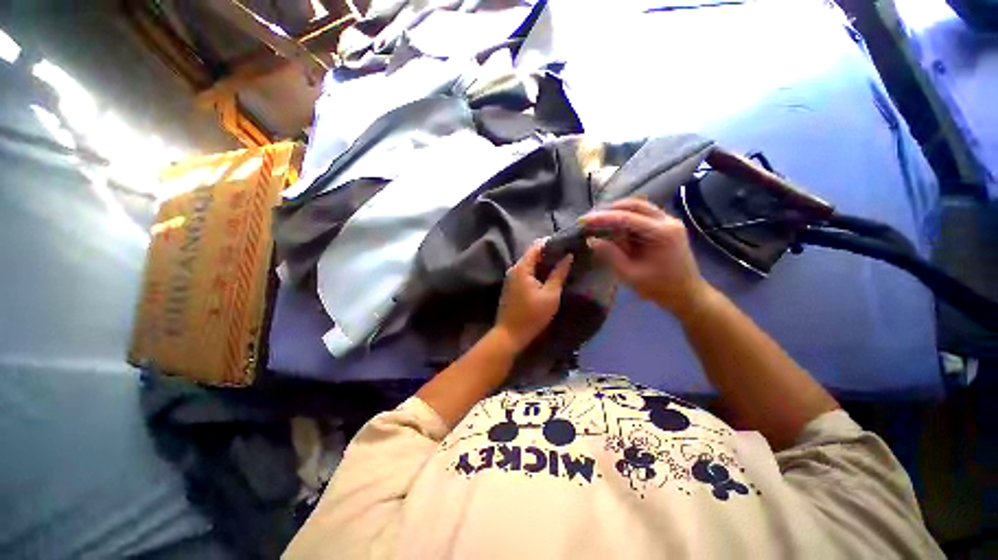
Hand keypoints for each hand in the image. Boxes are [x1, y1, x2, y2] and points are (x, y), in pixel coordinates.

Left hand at [494, 240, 573, 352]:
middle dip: (549, 253)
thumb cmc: (532, 315)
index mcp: (522, 267)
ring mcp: (511, 277)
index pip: (537, 246)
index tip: (567, 244)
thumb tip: (568, 256)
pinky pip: (526, 272)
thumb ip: (559, 274)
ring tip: (561, 264)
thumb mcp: (550, 295)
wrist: (509, 335)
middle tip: (567, 255)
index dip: (552, 243)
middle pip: (532, 253)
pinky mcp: (511, 285)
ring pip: (529, 263)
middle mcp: (514, 268)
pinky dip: (537, 271)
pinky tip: (548, 276)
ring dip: (543, 263)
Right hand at [581, 198, 709, 317]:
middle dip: (610, 210)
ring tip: (599, 220)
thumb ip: (610, 254)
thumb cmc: (658, 287)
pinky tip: (615, 225)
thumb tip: (591, 240)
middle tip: (590, 218)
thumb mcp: (629, 274)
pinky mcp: (667, 227)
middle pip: (635, 205)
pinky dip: (628, 217)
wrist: (686, 294)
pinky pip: (645, 215)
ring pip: (640, 207)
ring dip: (619, 212)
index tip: (584, 220)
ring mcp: (670, 222)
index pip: (626, 218)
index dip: (602, 218)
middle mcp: (668, 221)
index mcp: (661, 233)